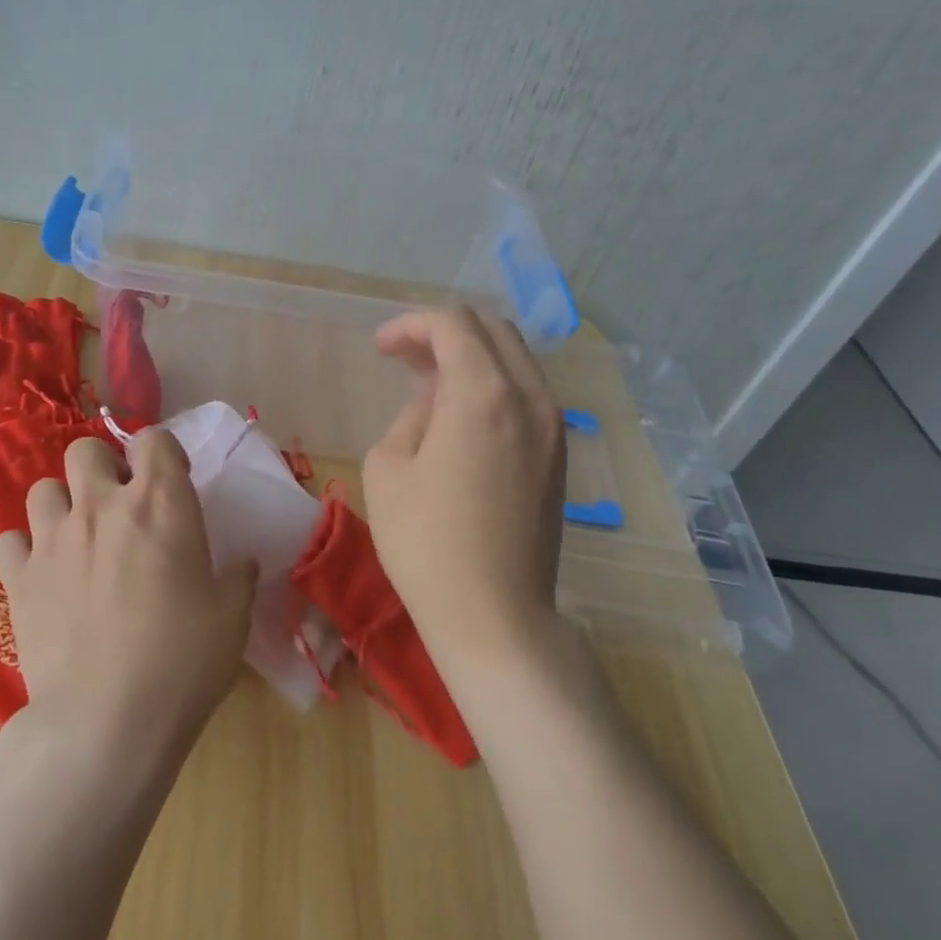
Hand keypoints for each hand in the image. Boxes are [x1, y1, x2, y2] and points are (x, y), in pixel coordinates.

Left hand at [0, 430, 258, 755]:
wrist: (108, 719)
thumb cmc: (184, 660)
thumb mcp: (232, 616)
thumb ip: (239, 578)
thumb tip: (244, 563)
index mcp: (160, 503)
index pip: (154, 439)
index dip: (163, 453)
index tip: (173, 482)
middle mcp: (101, 506)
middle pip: (86, 450)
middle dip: (103, 468)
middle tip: (120, 507)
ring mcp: (53, 539)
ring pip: (42, 488)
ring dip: (63, 504)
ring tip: (79, 538)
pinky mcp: (18, 577)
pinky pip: (11, 540)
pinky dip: (27, 549)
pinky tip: (45, 574)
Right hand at [362, 307, 565, 665]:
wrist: (495, 615)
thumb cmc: (426, 545)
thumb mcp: (388, 469)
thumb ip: (410, 417)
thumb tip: (434, 403)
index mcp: (483, 394)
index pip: (453, 325)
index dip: (411, 325)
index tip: (381, 348)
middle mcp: (530, 397)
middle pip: (492, 330)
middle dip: (444, 333)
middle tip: (404, 359)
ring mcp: (553, 427)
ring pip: (516, 360)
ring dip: (472, 358)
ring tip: (430, 386)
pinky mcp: (559, 455)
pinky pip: (528, 394)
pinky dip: (495, 385)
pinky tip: (463, 417)